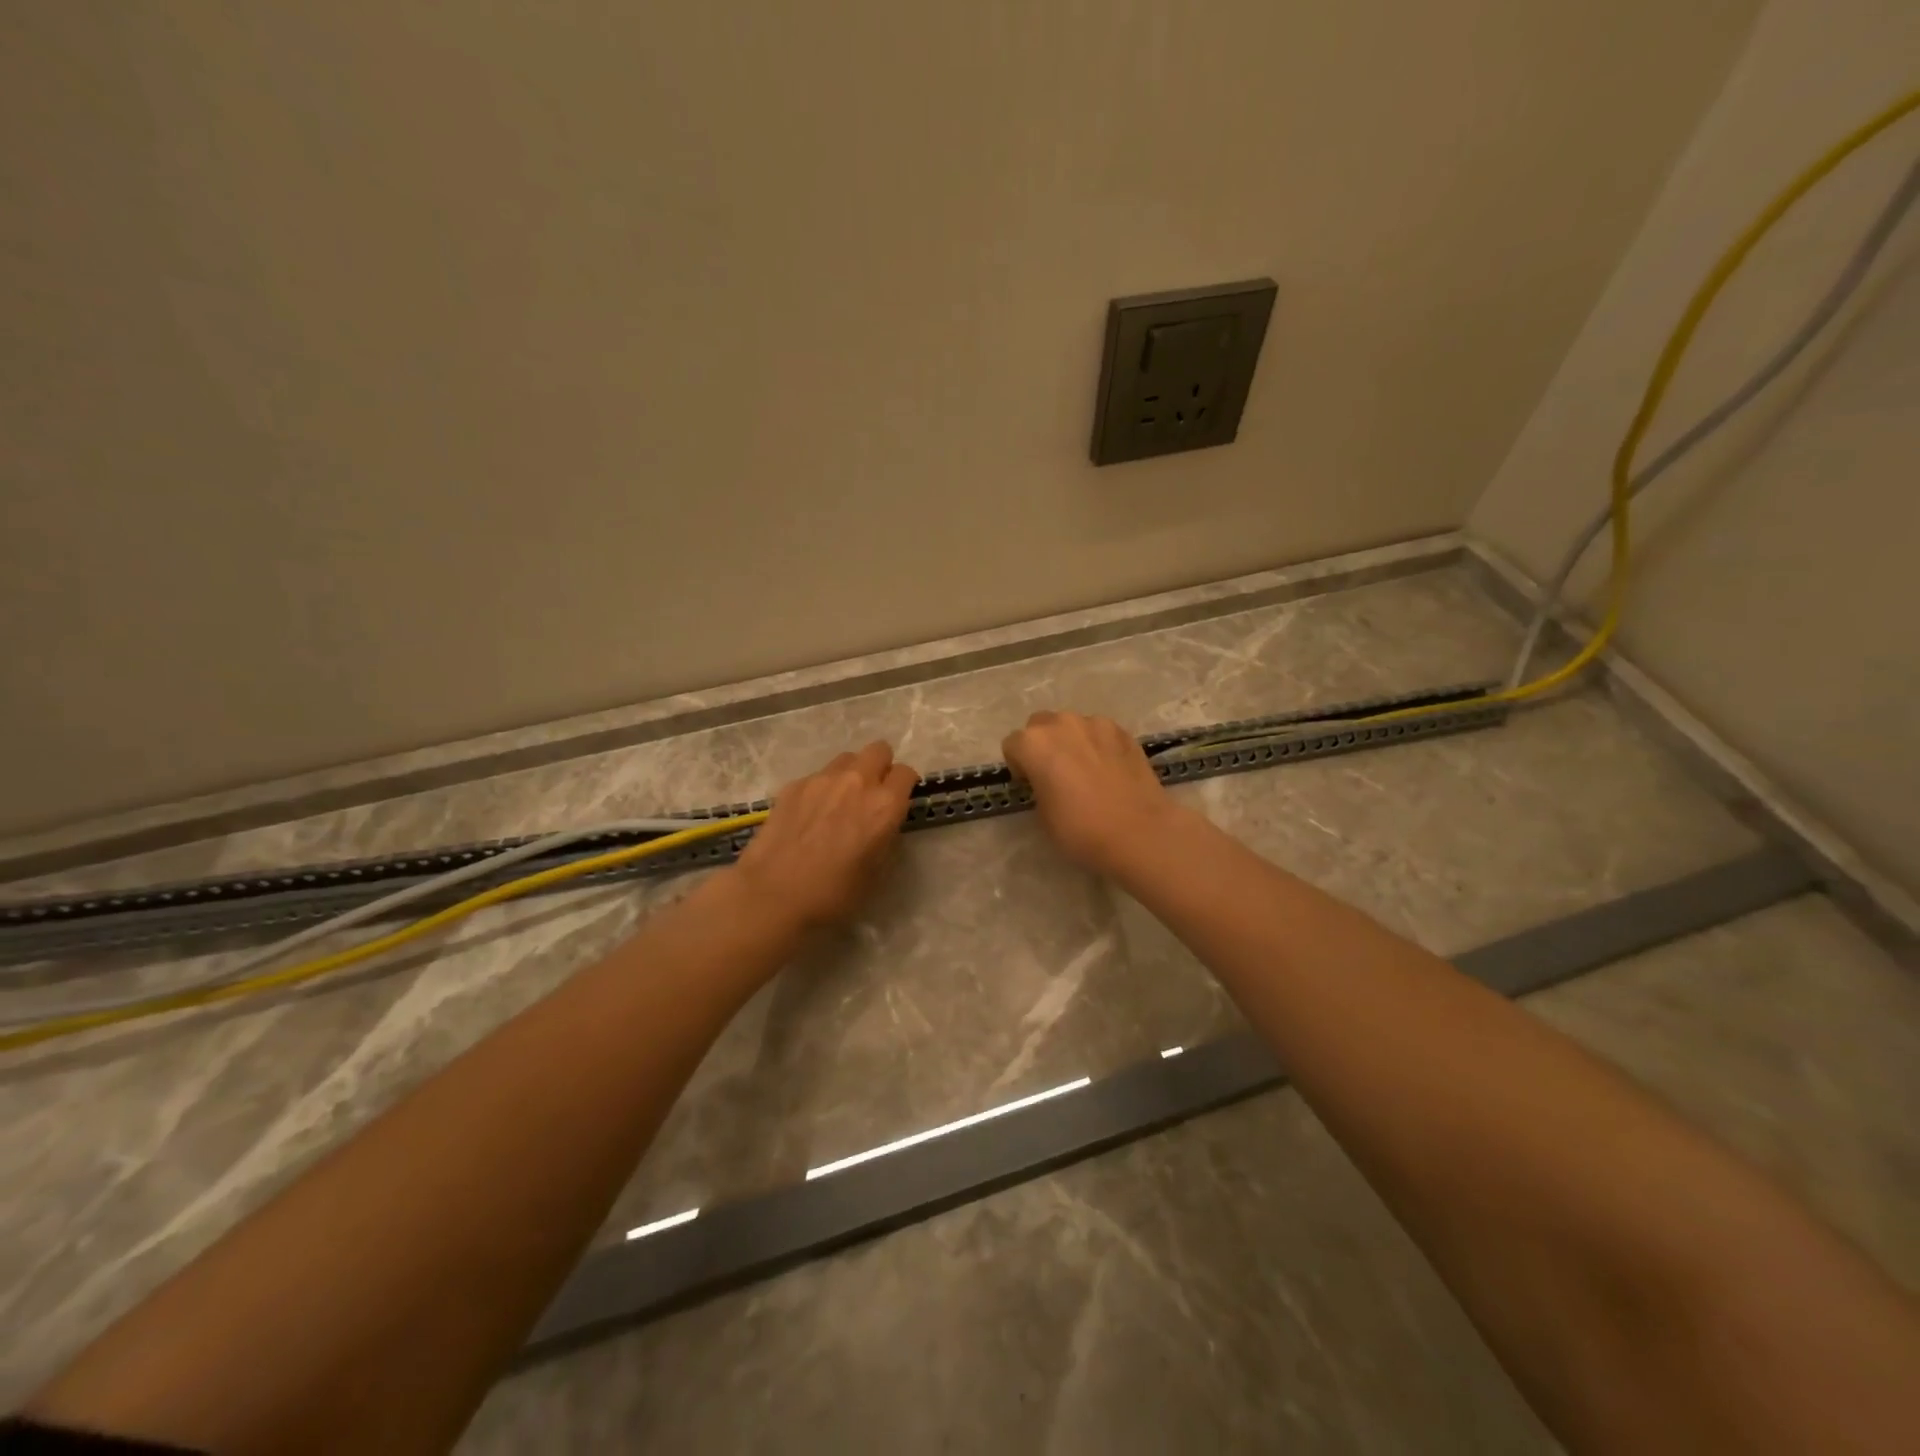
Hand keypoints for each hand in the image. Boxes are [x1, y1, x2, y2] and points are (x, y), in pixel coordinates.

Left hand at [734, 741, 918, 928]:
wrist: (773, 894)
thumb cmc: (833, 893)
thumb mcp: (876, 871)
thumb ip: (886, 836)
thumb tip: (882, 823)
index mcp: (884, 805)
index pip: (906, 773)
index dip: (905, 785)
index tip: (898, 801)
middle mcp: (857, 782)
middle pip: (879, 750)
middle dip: (881, 767)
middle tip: (872, 794)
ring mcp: (822, 779)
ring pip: (847, 758)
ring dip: (851, 773)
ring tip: (840, 801)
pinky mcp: (794, 785)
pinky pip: (818, 775)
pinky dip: (822, 788)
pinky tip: (810, 814)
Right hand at [1001, 711, 1180, 876]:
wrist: (1139, 832)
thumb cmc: (1080, 829)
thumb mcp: (1042, 814)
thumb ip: (1038, 785)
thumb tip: (1049, 780)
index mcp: (1034, 743)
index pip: (1012, 745)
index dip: (1019, 766)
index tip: (1031, 785)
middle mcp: (1062, 723)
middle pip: (1040, 725)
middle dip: (1043, 745)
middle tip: (1056, 774)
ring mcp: (1096, 723)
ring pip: (1072, 725)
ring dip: (1071, 741)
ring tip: (1086, 771)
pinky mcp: (1123, 731)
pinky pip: (1100, 732)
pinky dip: (1098, 745)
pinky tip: (1109, 770)